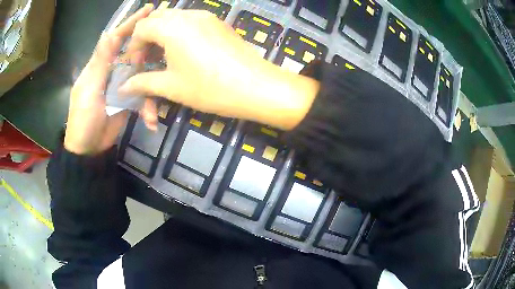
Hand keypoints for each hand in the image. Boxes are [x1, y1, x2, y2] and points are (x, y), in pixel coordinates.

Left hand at [64, 4, 153, 154]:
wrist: (89, 149)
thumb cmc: (83, 120)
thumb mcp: (89, 90)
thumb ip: (99, 64)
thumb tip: (109, 33)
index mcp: (99, 65)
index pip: (115, 38)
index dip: (130, 23)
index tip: (148, 10)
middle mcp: (112, 71)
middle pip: (133, 54)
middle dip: (147, 52)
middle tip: (164, 49)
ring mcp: (121, 86)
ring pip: (141, 76)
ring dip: (149, 92)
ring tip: (151, 111)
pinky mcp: (128, 100)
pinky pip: (143, 96)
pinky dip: (148, 108)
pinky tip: (150, 121)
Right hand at [120, 9, 319, 129]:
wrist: (256, 87)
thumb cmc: (210, 88)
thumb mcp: (171, 87)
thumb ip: (143, 83)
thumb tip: (124, 87)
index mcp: (172, 27)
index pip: (141, 28)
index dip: (134, 47)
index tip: (136, 67)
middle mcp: (188, 15)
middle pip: (157, 17)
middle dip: (146, 37)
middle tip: (147, 60)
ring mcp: (206, 16)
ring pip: (174, 17)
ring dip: (162, 33)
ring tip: (162, 57)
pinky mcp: (218, 23)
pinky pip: (190, 20)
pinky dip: (178, 31)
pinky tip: (182, 50)